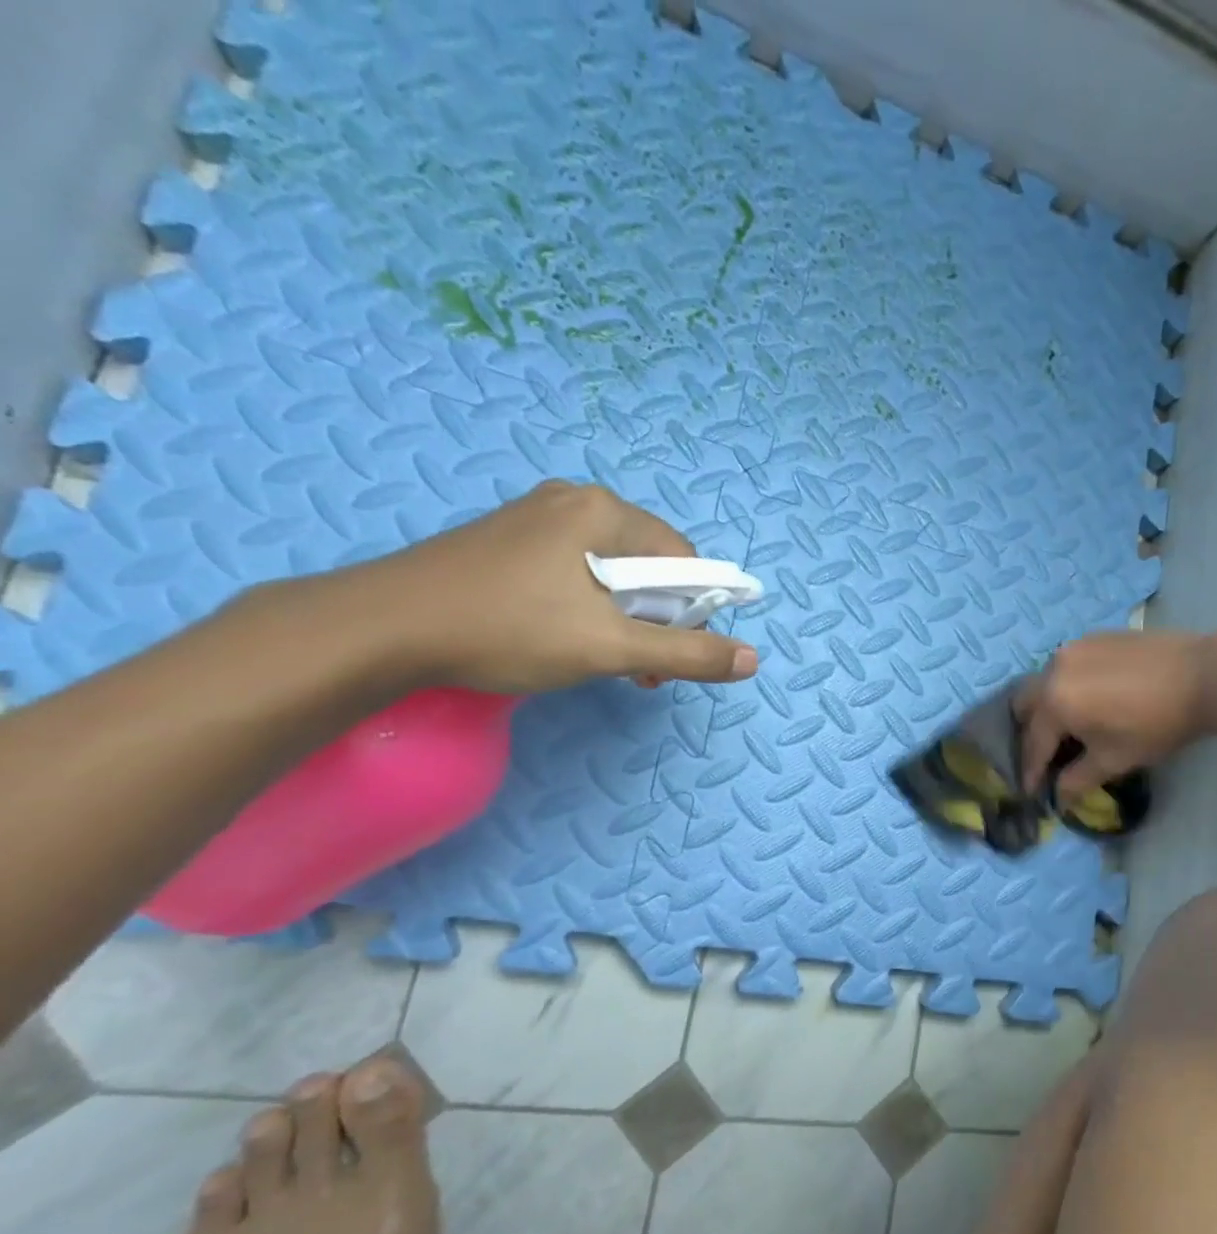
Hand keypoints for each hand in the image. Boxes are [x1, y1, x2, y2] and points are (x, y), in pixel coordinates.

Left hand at [322, 481, 759, 694]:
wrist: (381, 628)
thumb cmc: (508, 629)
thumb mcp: (610, 648)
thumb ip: (687, 653)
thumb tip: (752, 660)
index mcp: (604, 511)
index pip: (683, 559)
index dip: (691, 611)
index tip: (669, 655)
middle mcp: (573, 501)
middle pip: (647, 564)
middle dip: (655, 619)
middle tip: (637, 666)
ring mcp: (534, 517)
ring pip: (609, 570)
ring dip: (622, 618)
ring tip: (602, 659)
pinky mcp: (506, 540)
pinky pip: (572, 570)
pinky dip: (586, 606)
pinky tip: (564, 638)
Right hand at [1018, 631, 1205, 801]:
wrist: (1202, 676)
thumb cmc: (1155, 724)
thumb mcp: (1114, 760)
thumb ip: (1078, 779)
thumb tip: (1059, 796)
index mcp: (1054, 703)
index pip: (1033, 743)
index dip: (1030, 770)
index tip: (1029, 790)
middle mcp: (1053, 670)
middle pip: (1024, 703)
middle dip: (1028, 731)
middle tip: (1043, 753)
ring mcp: (1073, 648)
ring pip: (1044, 681)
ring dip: (1047, 706)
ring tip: (1067, 725)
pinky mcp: (1093, 637)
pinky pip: (1067, 665)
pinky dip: (1067, 685)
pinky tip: (1090, 698)